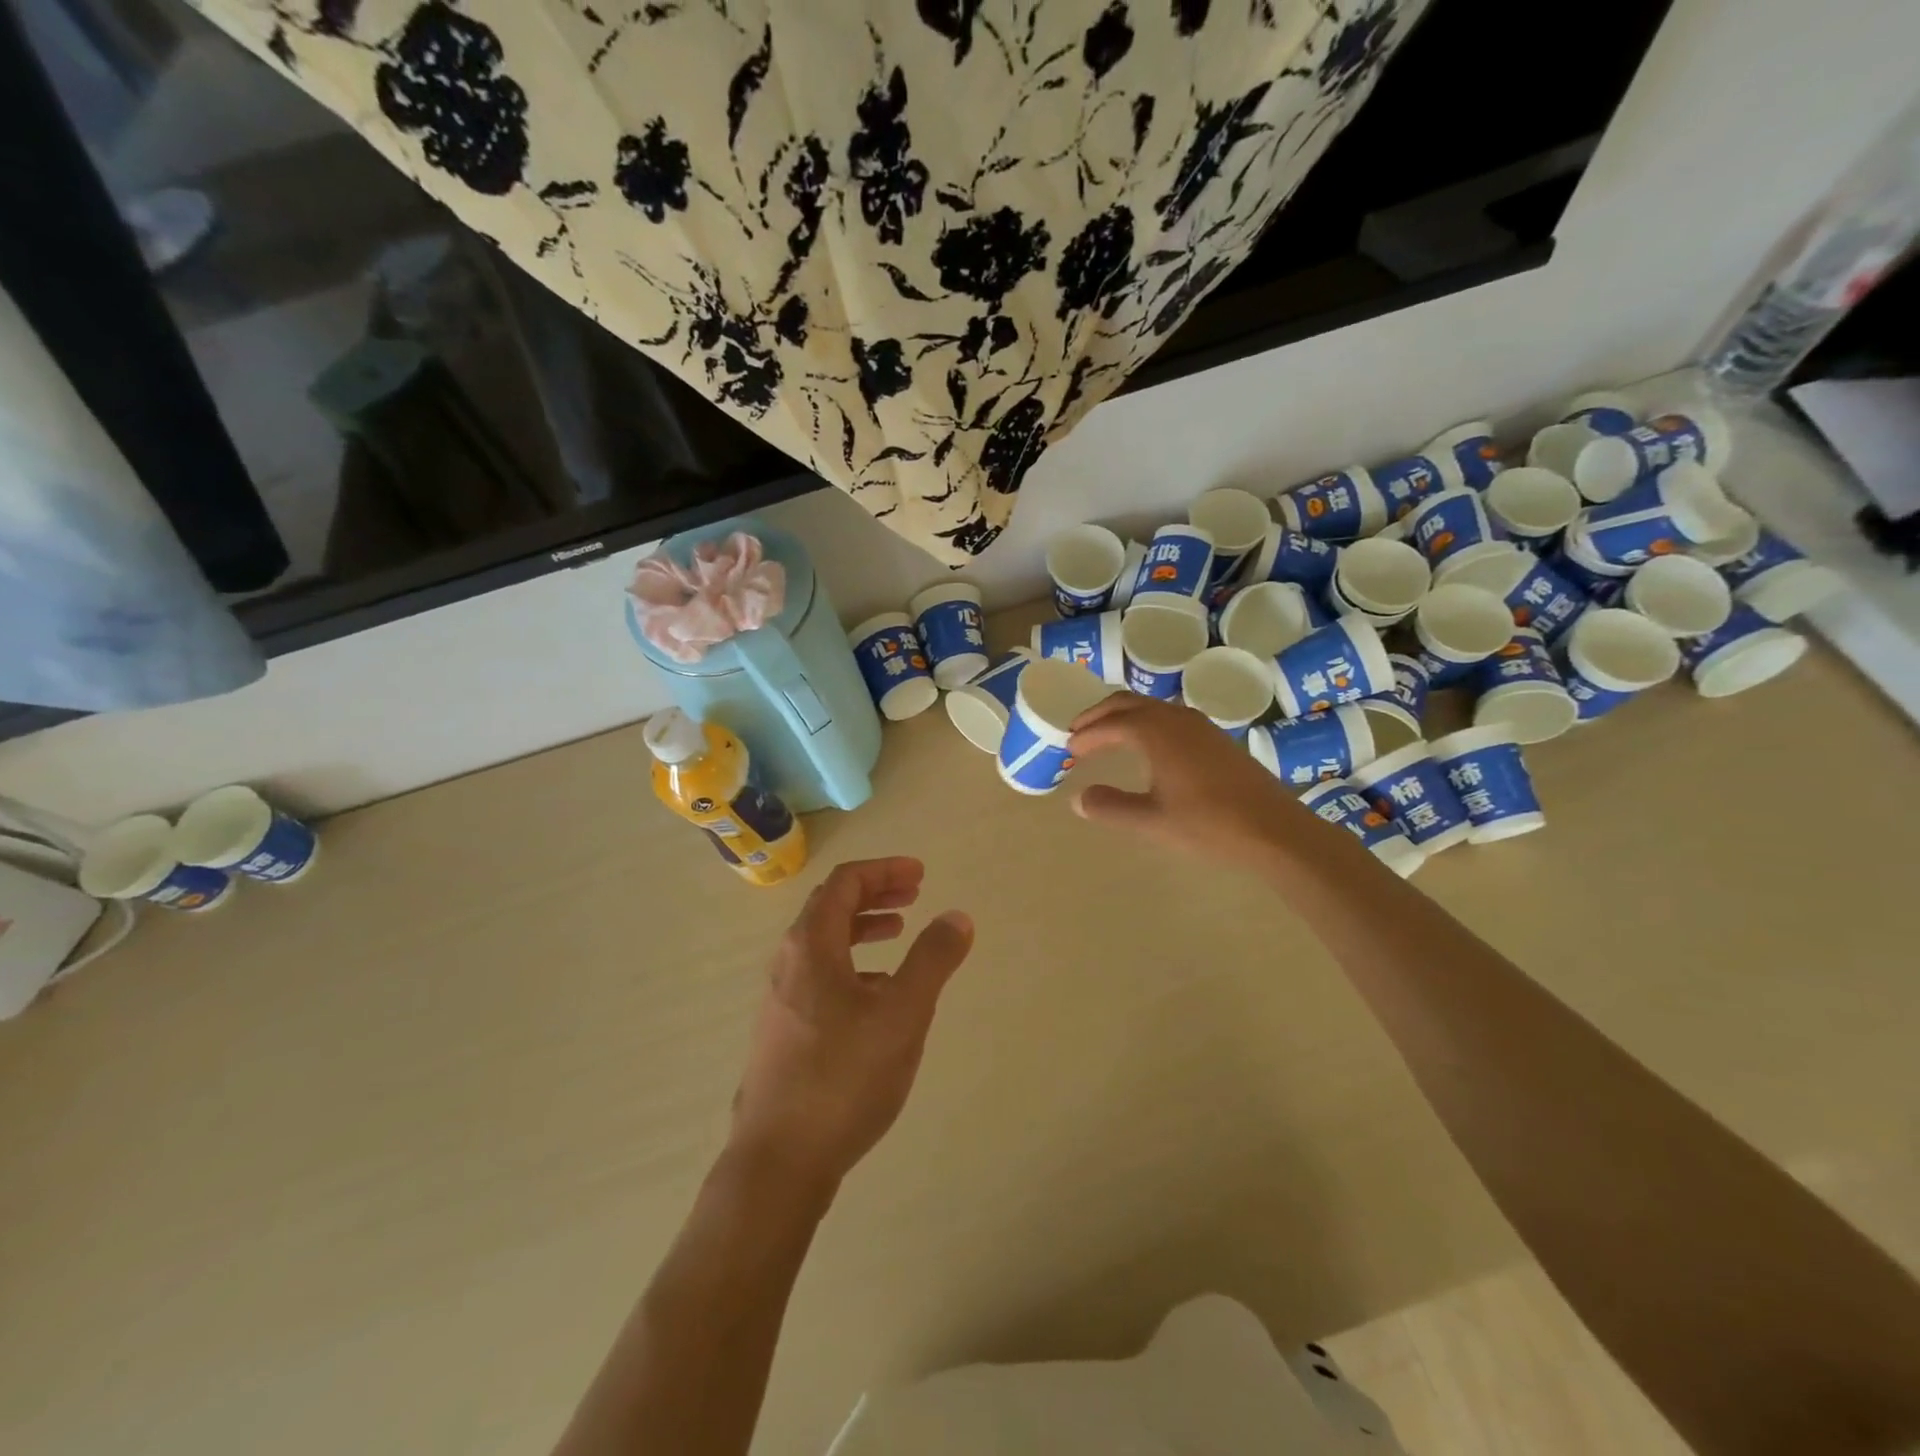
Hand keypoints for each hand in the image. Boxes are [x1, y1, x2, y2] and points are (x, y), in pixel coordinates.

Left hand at [730, 858, 973, 1200]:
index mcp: (811, 945)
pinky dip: (852, 964)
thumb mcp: (903, 1013)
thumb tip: (957, 916)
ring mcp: (781, 999)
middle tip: (914, 895)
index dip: (883, 871)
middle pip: (830, 907)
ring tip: (898, 934)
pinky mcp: (783, 1032)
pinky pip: (820, 976)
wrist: (779, 1161)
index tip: (920, 875)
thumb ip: (933, 960)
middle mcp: (789, 963)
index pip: (844, 883)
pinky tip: (878, 994)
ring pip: (824, 944)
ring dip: (862, 928)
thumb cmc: (844, 1076)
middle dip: (874, 894)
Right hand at [1068, 694, 1311, 869]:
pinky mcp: (1216, 738)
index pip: (1110, 724)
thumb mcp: (1151, 821)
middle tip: (1078, 731)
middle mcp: (1176, 718)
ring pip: (1152, 707)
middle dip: (1100, 714)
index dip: (1086, 735)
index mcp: (1156, 732)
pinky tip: (1149, 746)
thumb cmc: (1208, 824)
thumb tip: (1078, 798)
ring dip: (1124, 716)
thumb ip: (1111, 807)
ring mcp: (1200, 726)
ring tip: (1107, 735)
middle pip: (1128, 703)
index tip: (1068, 748)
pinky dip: (1147, 723)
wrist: (1274, 829)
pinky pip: (1170, 717)